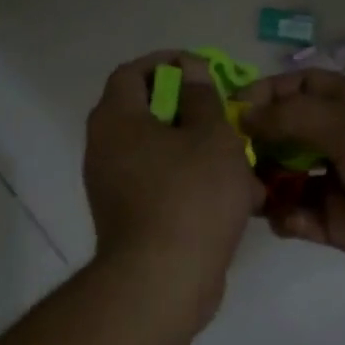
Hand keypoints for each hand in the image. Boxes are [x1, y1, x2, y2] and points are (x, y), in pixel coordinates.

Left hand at [84, 52, 264, 324]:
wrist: (163, 280)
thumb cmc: (190, 196)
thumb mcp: (211, 136)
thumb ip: (203, 97)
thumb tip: (190, 70)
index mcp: (116, 120)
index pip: (132, 73)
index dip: (167, 63)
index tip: (202, 69)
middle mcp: (104, 149)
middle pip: (146, 114)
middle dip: (191, 112)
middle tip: (225, 116)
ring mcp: (113, 187)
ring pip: (160, 154)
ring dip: (199, 152)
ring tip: (240, 161)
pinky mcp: (129, 219)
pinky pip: (162, 187)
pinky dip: (192, 184)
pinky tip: (234, 198)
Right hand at [242, 70, 344, 302]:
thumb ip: (298, 118)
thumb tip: (246, 110)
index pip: (302, 88)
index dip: (265, 94)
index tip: (227, 111)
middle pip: (291, 134)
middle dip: (257, 142)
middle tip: (224, 159)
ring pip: (293, 178)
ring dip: (267, 182)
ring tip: (244, 193)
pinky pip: (306, 218)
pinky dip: (289, 218)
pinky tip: (284, 222)